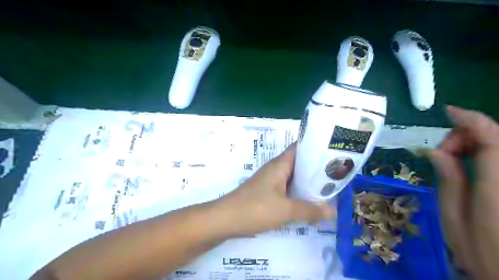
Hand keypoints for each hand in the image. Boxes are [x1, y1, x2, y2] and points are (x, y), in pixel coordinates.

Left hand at [218, 143, 334, 237]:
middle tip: (337, 173)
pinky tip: (309, 201)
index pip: (300, 147)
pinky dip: (298, 192)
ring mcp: (270, 181)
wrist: (225, 219)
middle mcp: (275, 169)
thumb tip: (333, 210)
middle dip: (316, 167)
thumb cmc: (255, 208)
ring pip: (293, 177)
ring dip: (308, 181)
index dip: (316, 146)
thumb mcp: (285, 210)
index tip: (334, 151)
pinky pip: (287, 188)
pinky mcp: (267, 193)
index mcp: (280, 165)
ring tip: (328, 187)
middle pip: (299, 163)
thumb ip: (309, 210)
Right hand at [422, 105, 498, 279]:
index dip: (471, 120)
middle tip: (443, 153)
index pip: (492, 141)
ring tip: (454, 159)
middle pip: (498, 139)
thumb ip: (448, 180)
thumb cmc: (480, 252)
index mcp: (497, 189)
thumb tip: (434, 151)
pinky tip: (471, 162)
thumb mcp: (452, 216)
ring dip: (476, 144)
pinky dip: (485, 152)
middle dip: (467, 136)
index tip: (448, 111)